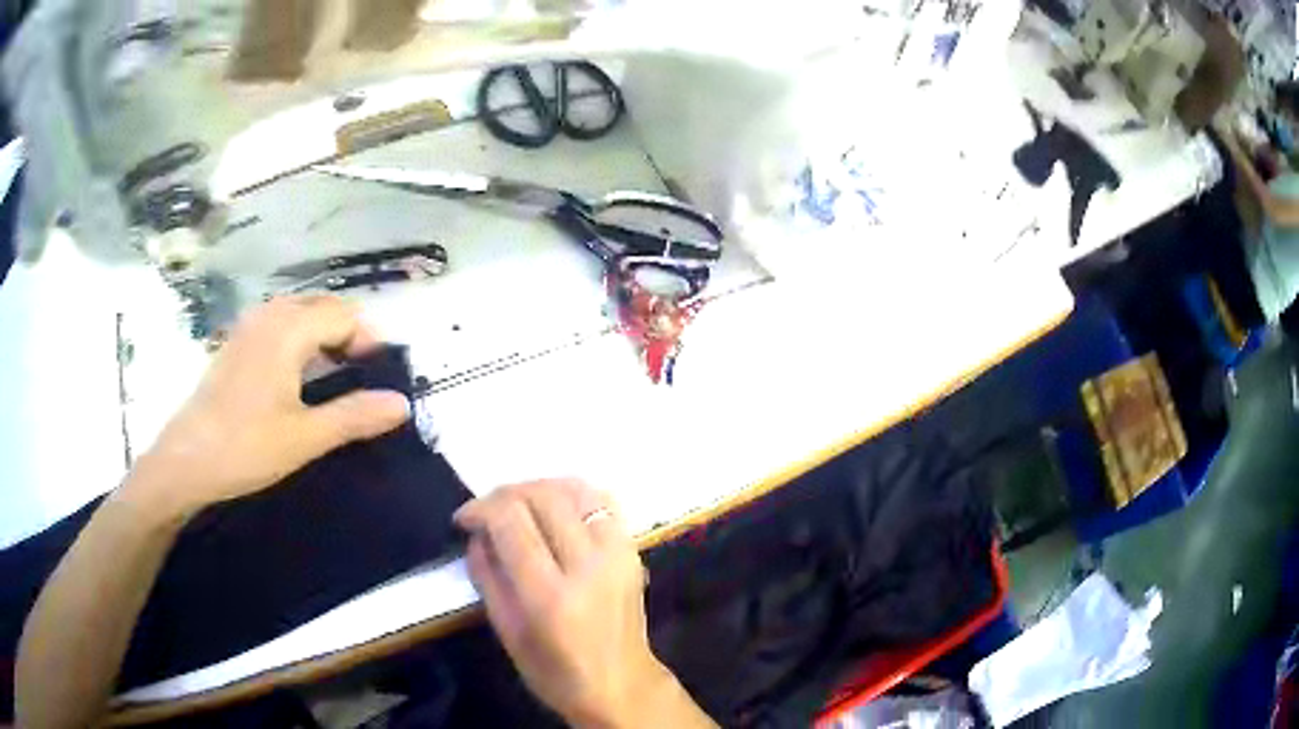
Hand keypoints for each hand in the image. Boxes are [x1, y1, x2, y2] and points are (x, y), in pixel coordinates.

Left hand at [126, 295, 410, 516]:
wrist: (186, 461)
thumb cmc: (245, 447)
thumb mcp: (305, 437)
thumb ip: (355, 416)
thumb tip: (403, 403)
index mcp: (289, 329)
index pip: (345, 315)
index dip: (368, 342)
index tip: (379, 379)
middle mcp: (269, 315)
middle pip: (323, 307)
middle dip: (349, 335)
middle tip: (360, 379)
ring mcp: (249, 327)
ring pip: (300, 314)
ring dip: (324, 337)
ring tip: (333, 380)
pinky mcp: (236, 343)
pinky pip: (279, 325)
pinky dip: (300, 341)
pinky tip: (297, 380)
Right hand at [455, 481, 683, 728]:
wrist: (622, 686)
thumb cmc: (556, 673)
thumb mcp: (508, 633)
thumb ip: (487, 577)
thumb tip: (476, 533)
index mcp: (551, 596)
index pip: (511, 522)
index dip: (480, 508)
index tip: (464, 518)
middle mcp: (588, 566)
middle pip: (543, 497)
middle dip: (505, 494)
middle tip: (487, 511)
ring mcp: (618, 555)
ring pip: (575, 490)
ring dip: (539, 488)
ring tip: (518, 505)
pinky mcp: (633, 551)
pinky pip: (603, 501)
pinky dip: (574, 494)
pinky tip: (555, 507)